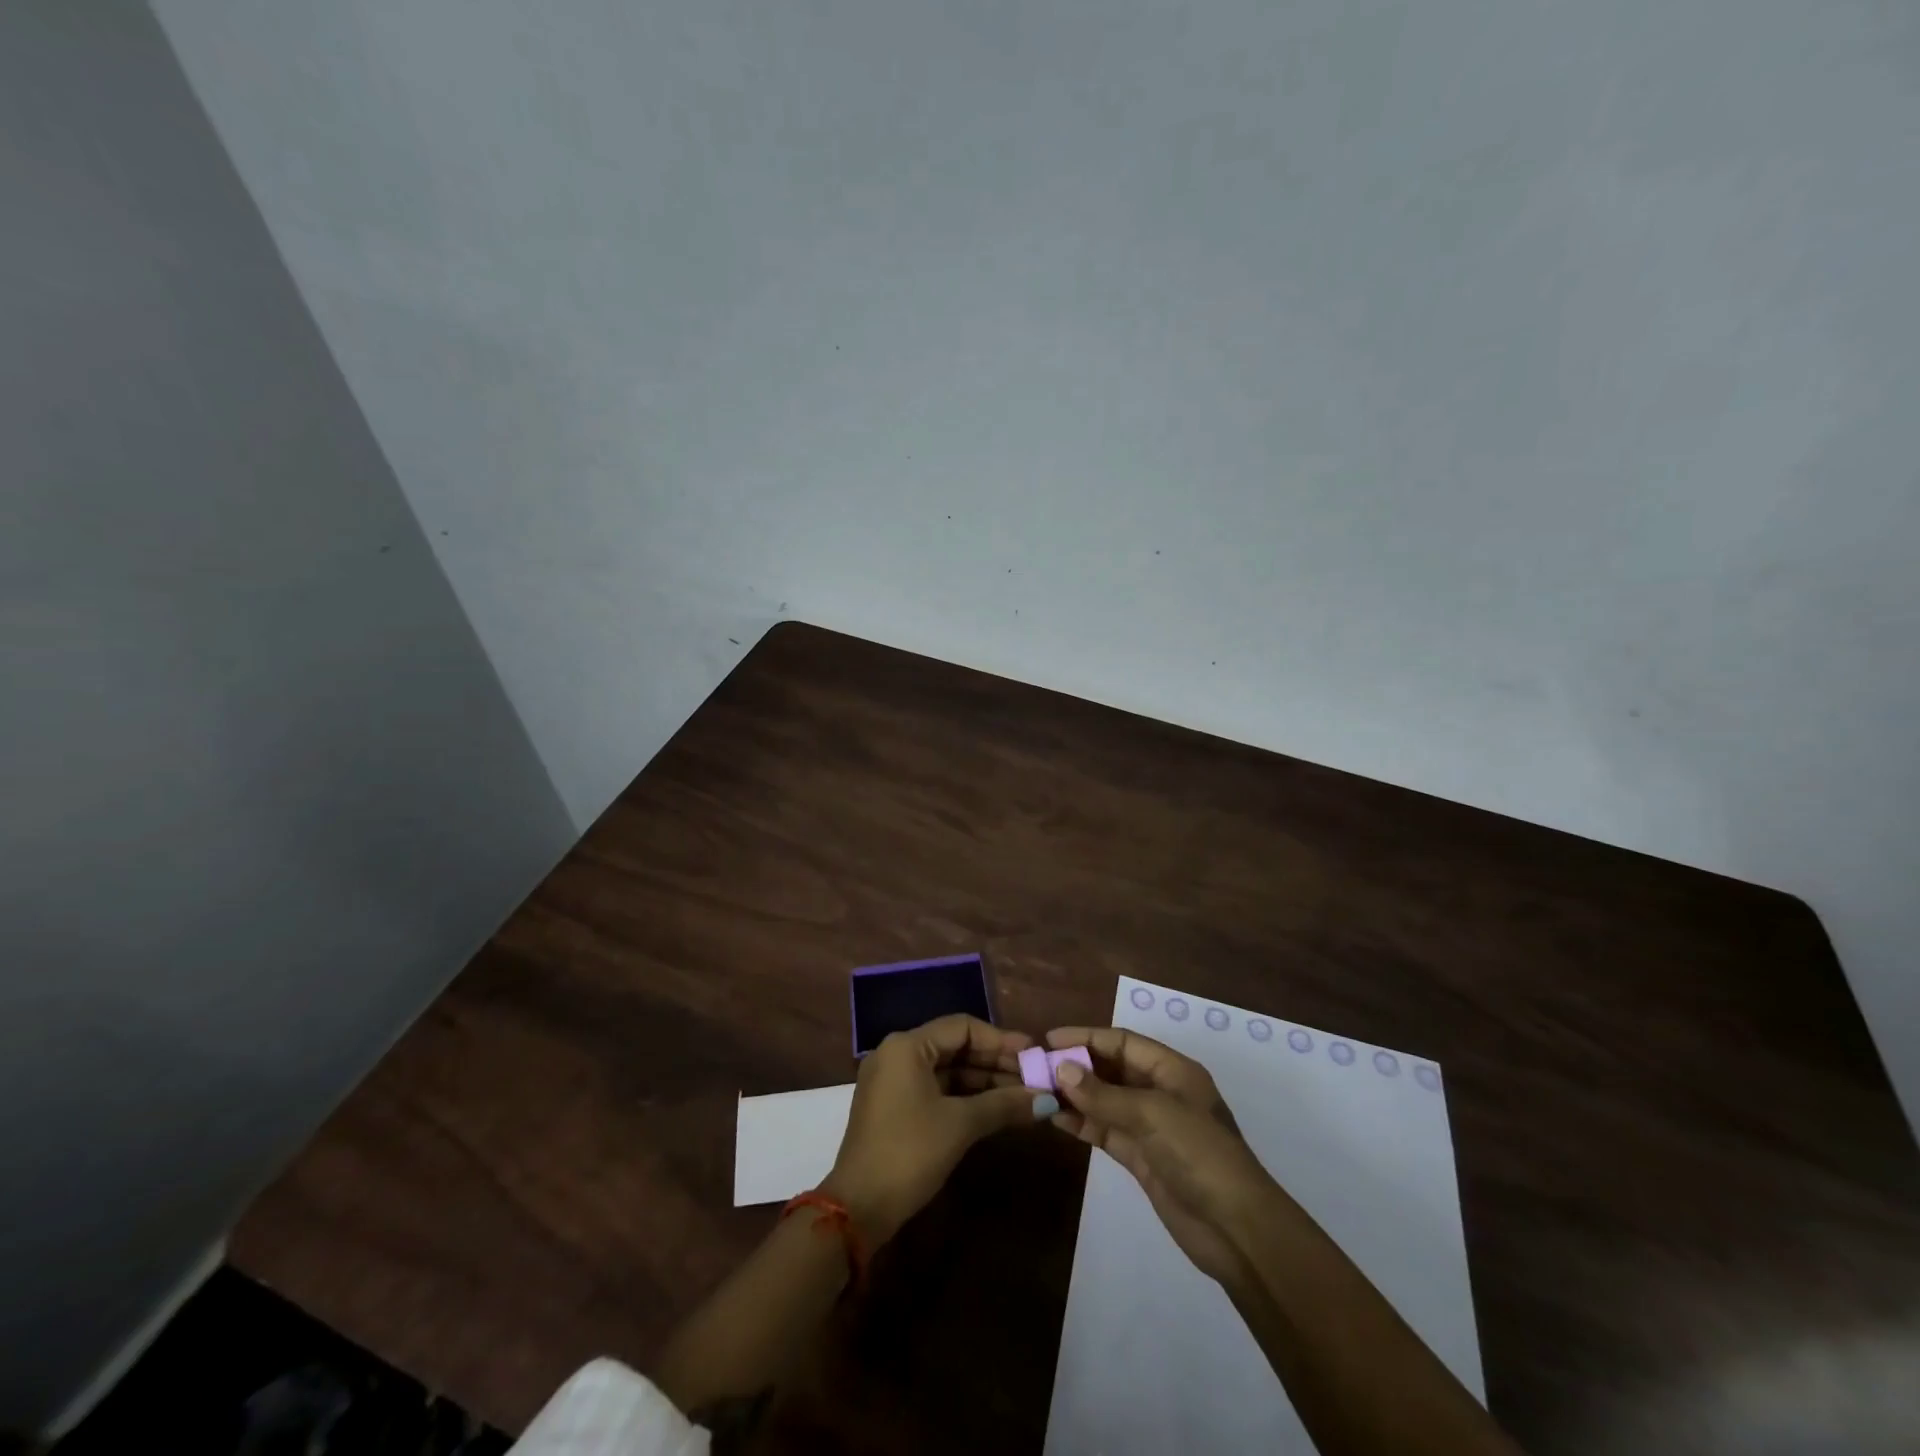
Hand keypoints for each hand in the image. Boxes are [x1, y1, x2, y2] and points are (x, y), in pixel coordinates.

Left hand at [824, 1014, 1053, 1244]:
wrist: (858, 1208)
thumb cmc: (909, 1153)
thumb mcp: (960, 1125)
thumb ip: (1003, 1105)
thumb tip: (1046, 1099)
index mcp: (907, 1046)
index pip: (962, 1027)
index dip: (1000, 1040)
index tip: (1033, 1054)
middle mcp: (897, 1054)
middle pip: (955, 1047)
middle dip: (995, 1062)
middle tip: (1033, 1077)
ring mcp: (893, 1081)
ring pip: (947, 1070)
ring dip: (983, 1081)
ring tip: (1023, 1095)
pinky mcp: (894, 1106)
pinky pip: (936, 1089)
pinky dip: (964, 1096)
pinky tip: (996, 1109)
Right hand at [1045, 1026, 1279, 1282]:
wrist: (1237, 1229)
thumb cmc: (1199, 1154)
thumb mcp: (1151, 1114)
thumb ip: (1103, 1094)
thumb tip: (1060, 1069)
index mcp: (1173, 1070)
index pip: (1122, 1042)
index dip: (1087, 1037)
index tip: (1049, 1039)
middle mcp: (1161, 1092)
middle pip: (1112, 1069)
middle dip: (1077, 1066)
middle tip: (1036, 1067)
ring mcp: (1151, 1127)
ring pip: (1105, 1101)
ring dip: (1075, 1096)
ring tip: (1038, 1091)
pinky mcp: (1142, 1158)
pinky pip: (1106, 1131)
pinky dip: (1083, 1124)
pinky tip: (1056, 1119)